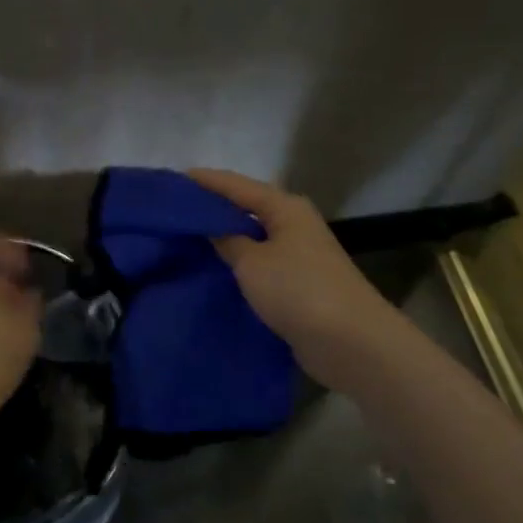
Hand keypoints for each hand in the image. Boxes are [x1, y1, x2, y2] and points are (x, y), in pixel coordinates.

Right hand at [188, 169, 396, 392]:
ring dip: (223, 239)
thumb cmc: (298, 290)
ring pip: (251, 238)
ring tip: (185, 239)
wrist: (351, 343)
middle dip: (212, 209)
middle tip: (173, 211)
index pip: (236, 185)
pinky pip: (258, 265)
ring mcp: (298, 256)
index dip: (204, 181)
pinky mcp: (297, 285)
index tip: (171, 180)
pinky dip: (236, 265)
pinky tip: (213, 271)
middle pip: (245, 208)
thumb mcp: (252, 262)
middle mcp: (293, 225)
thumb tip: (211, 228)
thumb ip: (226, 240)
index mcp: (285, 208)